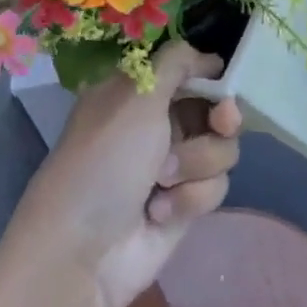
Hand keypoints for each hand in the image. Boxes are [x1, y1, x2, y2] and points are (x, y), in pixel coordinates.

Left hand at [11, 43, 242, 306]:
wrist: (84, 251)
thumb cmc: (105, 160)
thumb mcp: (136, 96)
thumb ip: (176, 63)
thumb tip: (209, 56)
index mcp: (137, 92)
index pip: (187, 68)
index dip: (210, 73)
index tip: (223, 80)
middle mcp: (157, 123)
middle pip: (215, 108)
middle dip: (219, 120)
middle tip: (220, 123)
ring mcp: (173, 164)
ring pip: (222, 148)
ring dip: (196, 163)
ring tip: (162, 180)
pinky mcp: (185, 202)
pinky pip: (216, 186)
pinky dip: (190, 197)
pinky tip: (159, 211)